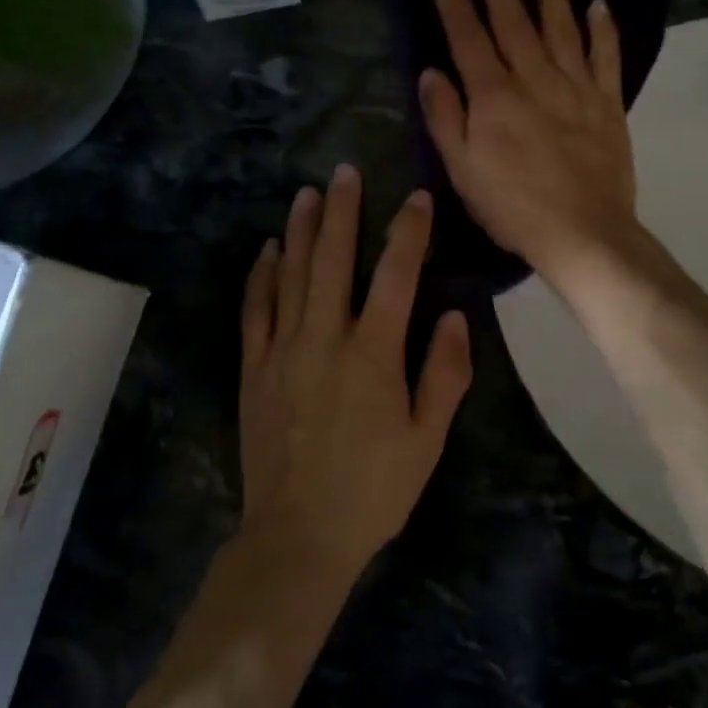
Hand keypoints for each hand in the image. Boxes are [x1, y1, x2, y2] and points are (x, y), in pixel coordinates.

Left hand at [238, 166, 472, 577]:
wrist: (298, 535)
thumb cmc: (373, 490)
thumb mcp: (427, 439)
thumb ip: (443, 373)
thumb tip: (452, 315)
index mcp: (373, 354)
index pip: (396, 276)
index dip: (409, 233)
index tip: (417, 199)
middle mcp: (326, 338)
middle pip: (334, 260)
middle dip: (343, 212)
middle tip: (345, 172)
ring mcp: (284, 349)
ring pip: (292, 275)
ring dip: (302, 231)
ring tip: (308, 194)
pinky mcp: (255, 367)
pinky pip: (256, 309)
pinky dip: (262, 275)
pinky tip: (268, 249)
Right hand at [420, 0, 640, 290]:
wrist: (583, 233)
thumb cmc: (513, 207)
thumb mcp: (462, 171)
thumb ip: (445, 119)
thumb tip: (431, 73)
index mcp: (494, 97)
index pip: (469, 38)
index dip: (455, 4)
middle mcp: (534, 79)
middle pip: (514, 22)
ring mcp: (576, 87)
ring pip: (561, 27)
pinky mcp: (608, 102)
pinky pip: (606, 56)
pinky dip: (602, 28)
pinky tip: (598, 4)